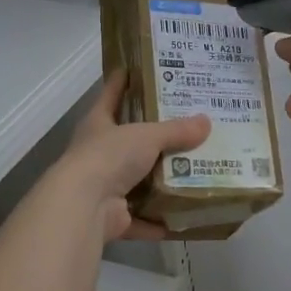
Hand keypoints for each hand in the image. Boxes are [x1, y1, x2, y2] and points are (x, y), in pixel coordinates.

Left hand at [52, 74, 210, 240]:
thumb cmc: (109, 156)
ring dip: (159, 182)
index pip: (111, 95)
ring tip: (192, 174)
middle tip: (187, 127)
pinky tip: (181, 219)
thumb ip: (176, 131)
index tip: (135, 68)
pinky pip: (140, 218)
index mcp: (99, 124)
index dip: (122, 81)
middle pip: (129, 141)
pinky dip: (157, 222)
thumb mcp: (146, 136)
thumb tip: (206, 122)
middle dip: (154, 138)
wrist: (84, 205)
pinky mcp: (112, 217)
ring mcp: (104, 187)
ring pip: (136, 182)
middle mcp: (99, 153)